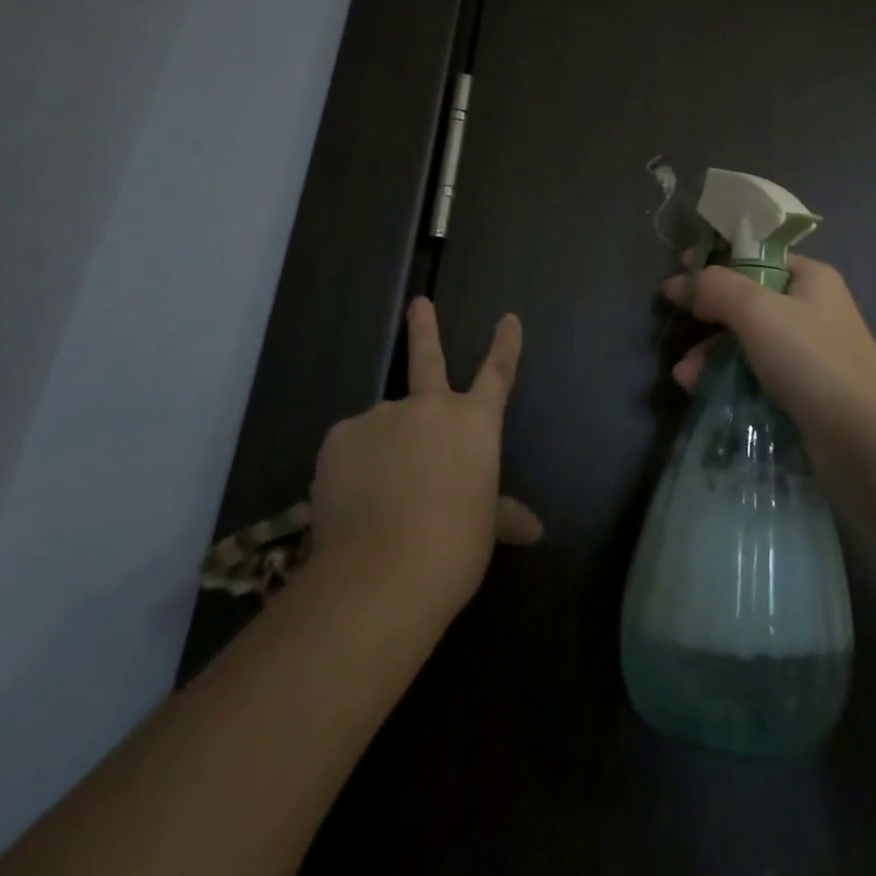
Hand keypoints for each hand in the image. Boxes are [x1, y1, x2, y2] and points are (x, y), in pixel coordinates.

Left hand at [307, 298, 541, 622]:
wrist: (382, 573)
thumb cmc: (453, 548)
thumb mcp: (483, 528)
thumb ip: (500, 514)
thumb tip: (533, 529)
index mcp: (474, 423)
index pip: (498, 373)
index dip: (505, 345)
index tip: (508, 318)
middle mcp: (430, 407)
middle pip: (427, 357)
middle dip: (424, 327)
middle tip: (418, 303)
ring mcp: (383, 416)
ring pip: (384, 424)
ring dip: (385, 447)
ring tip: (378, 497)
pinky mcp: (341, 435)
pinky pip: (352, 447)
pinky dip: (354, 466)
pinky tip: (352, 500)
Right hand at [662, 255, 875, 449]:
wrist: (867, 443)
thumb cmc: (813, 361)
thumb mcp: (757, 311)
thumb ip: (715, 287)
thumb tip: (679, 282)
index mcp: (809, 277)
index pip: (754, 255)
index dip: (715, 262)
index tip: (677, 277)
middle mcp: (809, 308)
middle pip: (745, 299)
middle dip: (707, 316)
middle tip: (678, 328)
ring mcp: (806, 351)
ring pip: (745, 339)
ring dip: (710, 353)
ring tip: (684, 377)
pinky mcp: (801, 389)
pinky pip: (754, 372)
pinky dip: (726, 377)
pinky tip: (701, 391)